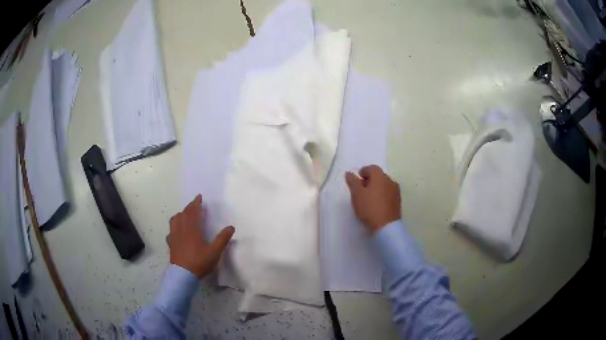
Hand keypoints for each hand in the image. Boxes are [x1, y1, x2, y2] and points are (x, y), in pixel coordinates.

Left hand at [168, 194, 234, 277]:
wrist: (183, 274)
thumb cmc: (199, 261)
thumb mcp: (215, 251)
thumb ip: (222, 239)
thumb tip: (231, 227)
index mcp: (192, 228)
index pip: (193, 211)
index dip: (196, 203)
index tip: (199, 196)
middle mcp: (181, 229)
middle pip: (184, 214)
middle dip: (189, 207)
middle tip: (194, 204)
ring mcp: (174, 235)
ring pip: (175, 220)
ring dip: (180, 214)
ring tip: (185, 215)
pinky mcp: (171, 243)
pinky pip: (171, 231)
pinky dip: (174, 227)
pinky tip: (176, 232)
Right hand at [345, 165, 400, 233]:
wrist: (386, 226)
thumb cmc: (369, 207)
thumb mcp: (357, 194)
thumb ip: (352, 182)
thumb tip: (349, 173)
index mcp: (380, 176)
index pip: (371, 168)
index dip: (363, 171)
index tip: (357, 179)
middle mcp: (390, 181)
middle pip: (379, 176)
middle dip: (369, 180)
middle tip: (360, 189)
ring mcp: (396, 192)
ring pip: (384, 185)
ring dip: (376, 188)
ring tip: (368, 198)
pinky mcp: (398, 202)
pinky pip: (388, 194)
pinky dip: (382, 195)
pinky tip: (376, 204)